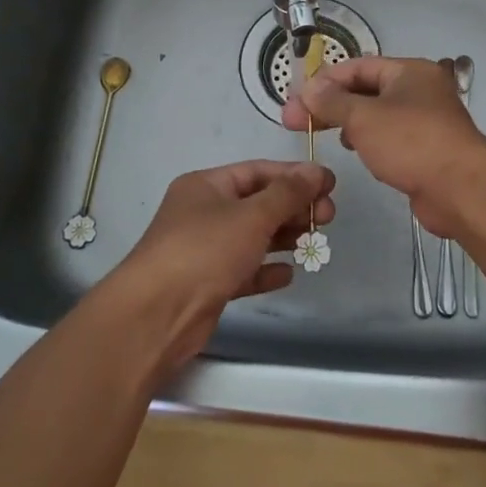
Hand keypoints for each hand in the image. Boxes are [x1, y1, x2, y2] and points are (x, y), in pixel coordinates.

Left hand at [106, 160, 334, 374]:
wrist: (156, 315)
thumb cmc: (204, 251)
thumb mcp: (252, 215)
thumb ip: (287, 193)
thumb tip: (317, 170)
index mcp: (206, 186)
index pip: (257, 172)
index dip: (294, 176)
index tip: (329, 184)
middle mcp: (203, 213)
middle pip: (256, 203)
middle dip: (293, 208)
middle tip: (328, 218)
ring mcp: (203, 250)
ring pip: (251, 237)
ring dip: (283, 237)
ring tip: (315, 242)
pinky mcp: (207, 284)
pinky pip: (243, 270)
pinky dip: (265, 269)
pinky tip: (288, 274)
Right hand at [282, 56, 485, 235]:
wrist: (461, 189)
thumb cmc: (411, 142)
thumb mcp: (364, 117)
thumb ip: (332, 101)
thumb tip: (309, 89)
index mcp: (409, 71)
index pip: (358, 66)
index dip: (324, 80)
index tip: (296, 99)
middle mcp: (419, 90)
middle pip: (366, 89)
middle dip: (331, 103)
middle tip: (296, 121)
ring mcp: (425, 120)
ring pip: (377, 114)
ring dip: (348, 120)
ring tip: (322, 132)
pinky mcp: (426, 148)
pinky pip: (389, 136)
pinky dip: (368, 139)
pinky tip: (353, 149)